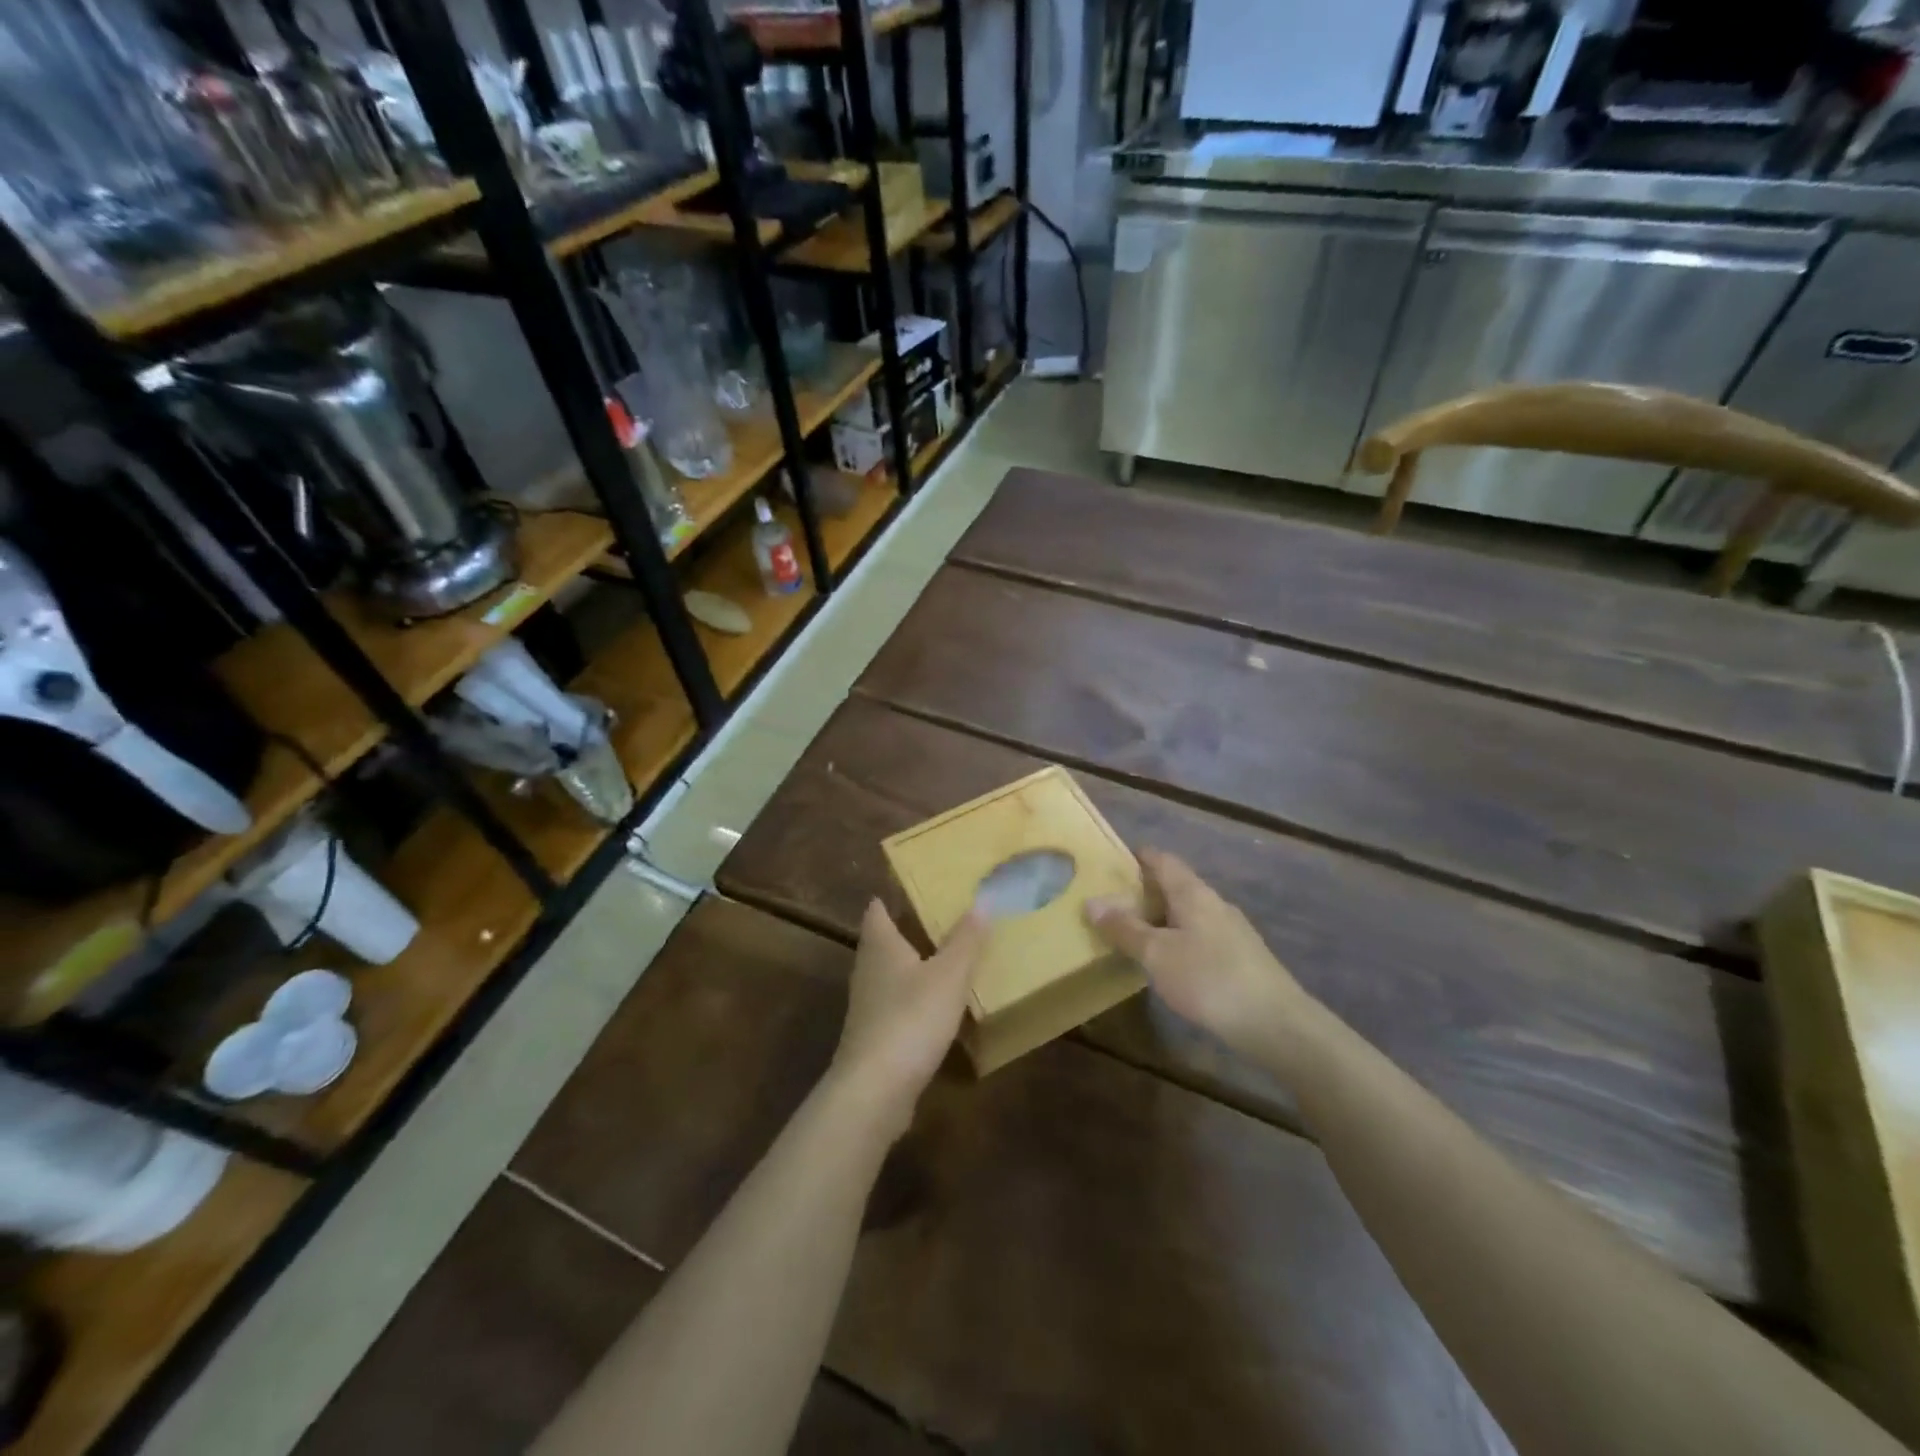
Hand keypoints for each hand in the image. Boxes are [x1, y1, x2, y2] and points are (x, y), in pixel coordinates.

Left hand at [830, 900, 987, 1136]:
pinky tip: (933, 1009)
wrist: (875, 1089)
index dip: (889, 898)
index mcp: (881, 946)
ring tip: (941, 960)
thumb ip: (965, 940)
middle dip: (904, 930)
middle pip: (881, 942)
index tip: (909, 887)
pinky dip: (912, 1001)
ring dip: (909, 967)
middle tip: (937, 920)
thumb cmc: (911, 1018)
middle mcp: (867, 970)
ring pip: (888, 975)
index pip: (877, 911)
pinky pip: (894, 1007)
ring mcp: (866, 1007)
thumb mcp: (949, 975)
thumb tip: (980, 902)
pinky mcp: (872, 1038)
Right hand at [1085, 850, 1315, 1063]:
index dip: (1140, 856)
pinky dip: (1178, 938)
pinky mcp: (1241, 958)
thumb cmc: (1209, 979)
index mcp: (1194, 893)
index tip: (1113, 860)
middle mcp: (1215, 904)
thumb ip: (1125, 928)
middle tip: (1113, 900)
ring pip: (1190, 913)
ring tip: (1134, 931)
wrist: (1276, 1024)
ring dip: (1162, 917)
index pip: (1164, 861)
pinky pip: (1200, 935)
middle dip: (1146, 890)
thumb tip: (1091, 902)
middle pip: (1177, 885)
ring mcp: (1232, 931)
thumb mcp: (1157, 954)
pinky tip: (1168, 960)